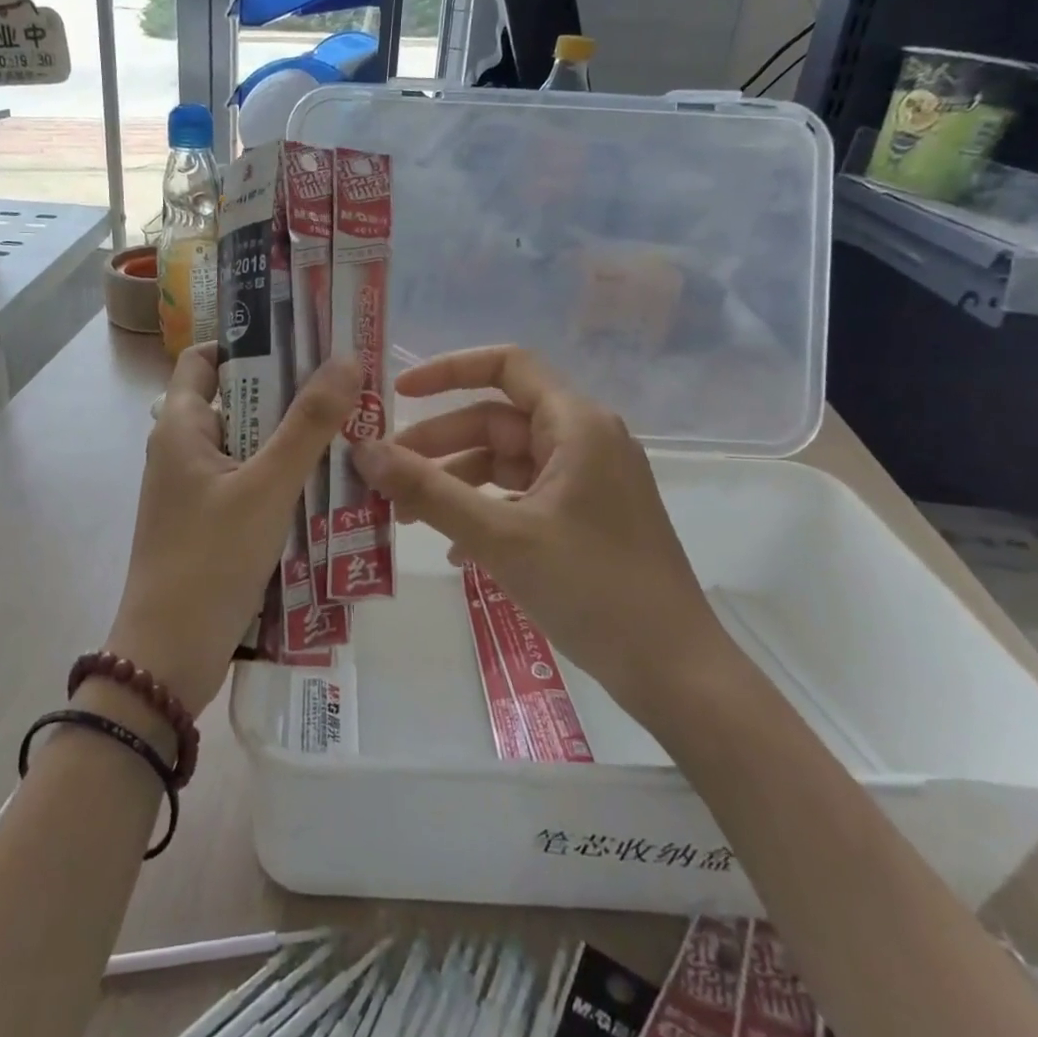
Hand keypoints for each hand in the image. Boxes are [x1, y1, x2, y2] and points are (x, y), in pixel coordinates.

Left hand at [108, 345, 357, 716]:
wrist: (168, 659)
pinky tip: (328, 484)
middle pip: (237, 399)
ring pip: (249, 445)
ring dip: (292, 439)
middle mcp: (182, 449)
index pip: (206, 358)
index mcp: (180, 426)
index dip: (250, 342)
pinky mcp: (209, 524)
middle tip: (347, 386)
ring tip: (350, 430)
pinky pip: (250, 483)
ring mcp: (195, 490)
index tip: (305, 340)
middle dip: (289, 392)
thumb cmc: (210, 561)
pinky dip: (283, 477)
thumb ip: (308, 424)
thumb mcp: (266, 487)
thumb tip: (347, 358)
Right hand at [350, 345, 730, 717]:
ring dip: (455, 483)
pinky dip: (484, 511)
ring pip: (505, 462)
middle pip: (497, 421)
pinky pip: (522, 496)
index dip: (448, 370)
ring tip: (405, 516)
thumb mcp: (500, 537)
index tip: (397, 393)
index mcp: (576, 424)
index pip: (506, 365)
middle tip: (384, 475)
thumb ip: (428, 490)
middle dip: (438, 445)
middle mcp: (585, 440)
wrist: (674, 671)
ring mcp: (588, 480)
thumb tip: (363, 450)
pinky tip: (453, 550)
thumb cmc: (592, 588)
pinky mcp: (586, 517)